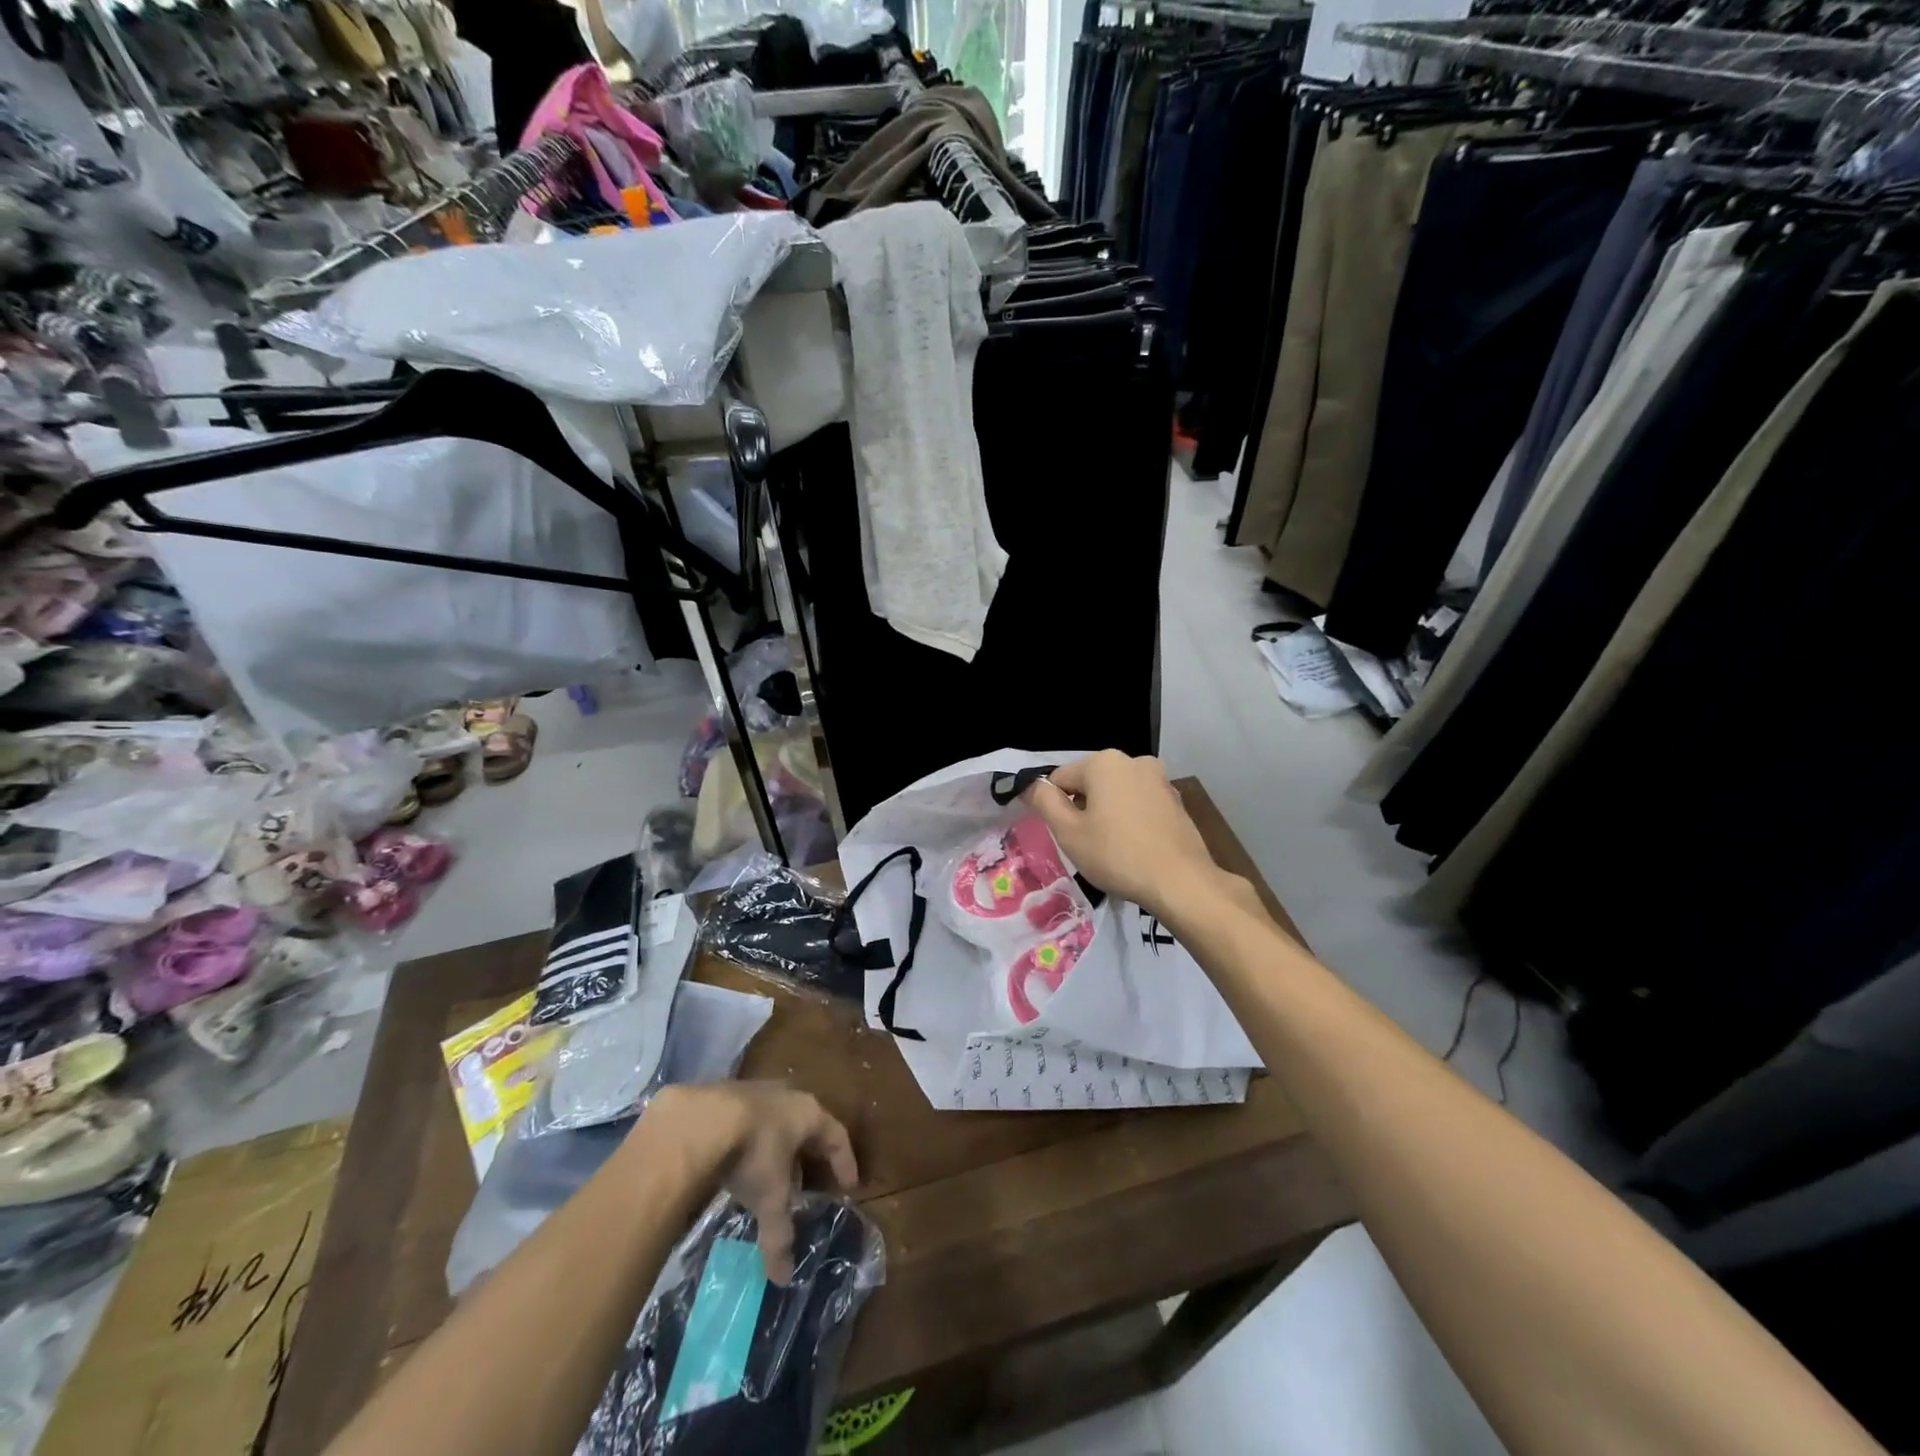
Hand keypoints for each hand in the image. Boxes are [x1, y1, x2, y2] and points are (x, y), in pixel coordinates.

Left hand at [641, 1083, 858, 1283]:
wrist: (701, 1119)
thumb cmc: (752, 1152)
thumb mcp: (769, 1197)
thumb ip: (778, 1235)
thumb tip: (783, 1278)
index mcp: (808, 1114)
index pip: (837, 1136)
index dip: (844, 1162)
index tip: (849, 1185)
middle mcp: (788, 1095)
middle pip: (807, 1125)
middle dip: (809, 1154)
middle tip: (809, 1181)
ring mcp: (756, 1091)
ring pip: (777, 1120)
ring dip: (778, 1146)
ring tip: (772, 1175)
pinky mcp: (726, 1095)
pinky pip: (749, 1119)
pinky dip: (751, 1140)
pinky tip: (738, 1160)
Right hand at [1023, 751, 1224, 917]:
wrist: (1180, 882)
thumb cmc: (1116, 855)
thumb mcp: (1068, 832)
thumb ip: (1044, 802)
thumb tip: (1031, 785)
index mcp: (1103, 762)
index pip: (1060, 779)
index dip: (1055, 807)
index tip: (1064, 835)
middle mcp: (1133, 760)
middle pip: (1090, 783)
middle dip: (1083, 809)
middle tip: (1087, 845)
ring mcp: (1159, 779)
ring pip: (1116, 794)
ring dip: (1108, 814)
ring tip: (1113, 849)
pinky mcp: (1176, 800)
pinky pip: (1140, 804)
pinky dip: (1131, 820)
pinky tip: (1135, 847)